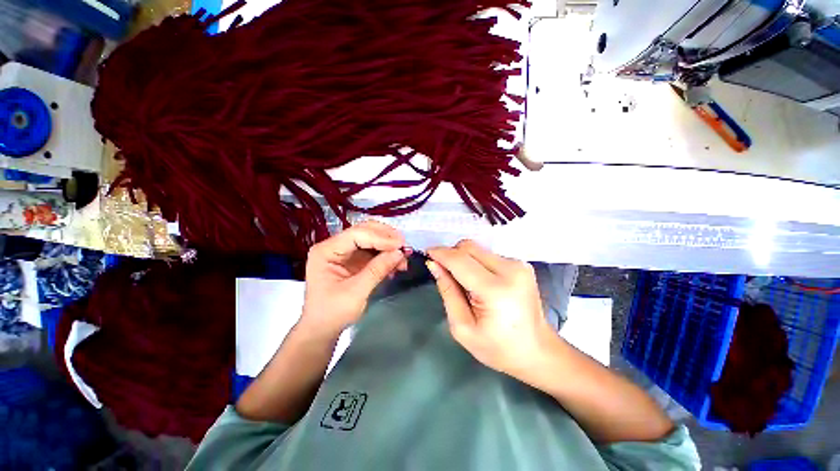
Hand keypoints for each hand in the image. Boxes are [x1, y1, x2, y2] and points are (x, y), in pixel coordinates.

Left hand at [301, 220, 407, 337]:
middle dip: (386, 238)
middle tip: (404, 247)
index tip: (400, 245)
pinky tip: (396, 264)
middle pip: (364, 231)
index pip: (356, 235)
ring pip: (371, 239)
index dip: (380, 238)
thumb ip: (378, 270)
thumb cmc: (333, 313)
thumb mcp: (356, 292)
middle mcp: (334, 246)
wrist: (323, 329)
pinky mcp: (353, 259)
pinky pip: (373, 251)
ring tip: (403, 259)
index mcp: (326, 251)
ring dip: (388, 247)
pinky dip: (386, 255)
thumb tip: (400, 253)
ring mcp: (344, 252)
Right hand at [426, 240, 556, 376]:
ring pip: (478, 249)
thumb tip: (434, 265)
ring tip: (464, 282)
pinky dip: (477, 263)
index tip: (426, 254)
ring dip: (464, 259)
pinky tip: (479, 281)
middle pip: (469, 247)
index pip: (460, 260)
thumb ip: (447, 291)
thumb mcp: (462, 327)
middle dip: (451, 254)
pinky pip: (488, 255)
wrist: (538, 351)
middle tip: (443, 271)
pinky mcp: (521, 264)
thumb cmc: (498, 348)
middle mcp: (510, 269)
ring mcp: (518, 264)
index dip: (440, 253)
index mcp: (495, 290)